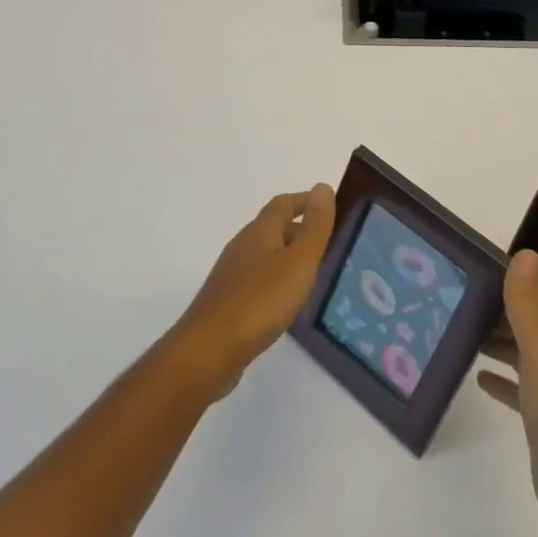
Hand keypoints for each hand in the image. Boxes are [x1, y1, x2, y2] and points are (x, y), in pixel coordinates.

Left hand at [170, 184, 336, 399]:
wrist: (209, 349)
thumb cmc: (260, 301)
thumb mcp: (298, 262)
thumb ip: (314, 227)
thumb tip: (323, 186)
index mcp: (260, 231)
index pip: (284, 204)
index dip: (305, 201)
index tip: (328, 205)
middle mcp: (243, 245)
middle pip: (273, 227)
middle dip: (299, 229)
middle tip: (327, 243)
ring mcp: (232, 274)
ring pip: (265, 254)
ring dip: (287, 256)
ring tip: (312, 272)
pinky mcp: (227, 300)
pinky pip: (257, 279)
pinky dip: (276, 279)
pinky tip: (285, 301)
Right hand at [477, 249, 537, 536]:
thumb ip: (529, 305)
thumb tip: (524, 252)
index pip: (529, 298)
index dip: (504, 281)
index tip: (468, 267)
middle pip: (521, 324)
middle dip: (493, 309)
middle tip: (453, 297)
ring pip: (517, 354)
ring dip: (493, 340)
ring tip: (458, 330)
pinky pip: (515, 390)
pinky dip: (498, 379)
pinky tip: (477, 378)